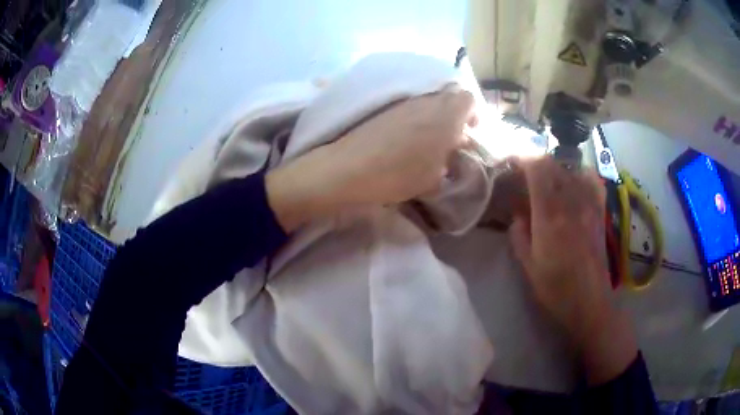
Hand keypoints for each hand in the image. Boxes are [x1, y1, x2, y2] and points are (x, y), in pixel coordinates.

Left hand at [267, 88, 475, 230]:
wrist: (349, 168)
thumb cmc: (399, 174)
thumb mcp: (433, 177)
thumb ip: (447, 160)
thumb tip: (449, 150)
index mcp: (446, 115)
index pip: (468, 99)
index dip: (472, 113)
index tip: (468, 131)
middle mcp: (426, 101)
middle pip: (448, 96)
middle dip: (454, 114)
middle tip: (450, 137)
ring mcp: (403, 102)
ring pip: (428, 101)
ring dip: (434, 116)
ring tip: (428, 141)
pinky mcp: (384, 107)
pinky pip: (409, 106)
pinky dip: (415, 118)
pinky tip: (406, 139)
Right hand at [508, 157, 636, 384]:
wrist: (590, 302)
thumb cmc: (556, 289)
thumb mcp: (528, 266)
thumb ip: (519, 236)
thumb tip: (517, 215)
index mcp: (550, 216)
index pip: (538, 168)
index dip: (523, 158)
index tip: (511, 162)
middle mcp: (571, 202)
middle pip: (554, 164)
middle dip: (535, 163)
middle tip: (524, 175)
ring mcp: (589, 205)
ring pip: (571, 169)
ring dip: (554, 169)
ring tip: (546, 181)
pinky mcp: (599, 212)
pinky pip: (591, 181)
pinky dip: (579, 175)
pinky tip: (573, 183)